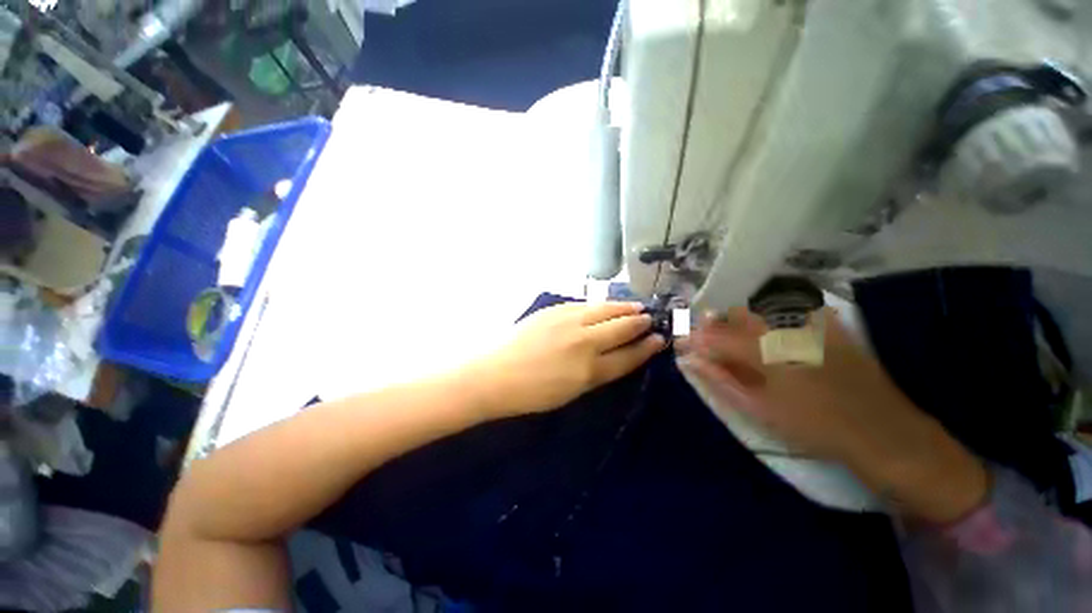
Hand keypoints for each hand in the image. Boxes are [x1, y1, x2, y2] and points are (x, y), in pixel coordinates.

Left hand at [469, 302, 664, 417]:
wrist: (495, 374)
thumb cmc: (532, 393)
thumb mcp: (572, 393)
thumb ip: (597, 373)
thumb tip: (615, 355)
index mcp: (589, 370)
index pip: (628, 356)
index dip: (646, 348)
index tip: (659, 339)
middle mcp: (584, 341)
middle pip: (621, 327)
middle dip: (639, 322)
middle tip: (650, 318)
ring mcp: (569, 321)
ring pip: (606, 309)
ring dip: (624, 307)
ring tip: (636, 306)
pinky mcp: (555, 310)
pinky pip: (585, 304)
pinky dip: (600, 304)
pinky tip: (606, 304)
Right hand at [680, 307, 987, 522]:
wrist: (883, 433)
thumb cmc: (814, 427)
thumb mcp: (759, 409)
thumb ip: (721, 380)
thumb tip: (690, 360)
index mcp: (763, 350)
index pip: (715, 337)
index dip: (694, 339)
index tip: (681, 344)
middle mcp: (783, 328)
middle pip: (735, 315)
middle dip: (712, 322)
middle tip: (700, 333)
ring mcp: (808, 324)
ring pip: (759, 307)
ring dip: (736, 315)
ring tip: (725, 326)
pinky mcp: (828, 326)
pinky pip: (792, 307)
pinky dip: (770, 311)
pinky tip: (764, 320)